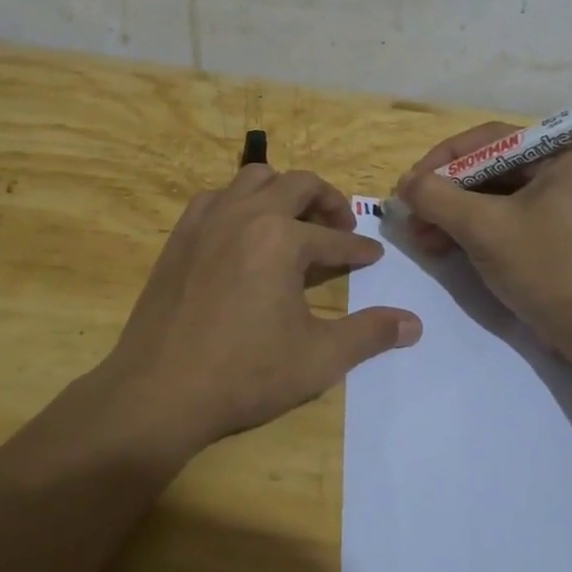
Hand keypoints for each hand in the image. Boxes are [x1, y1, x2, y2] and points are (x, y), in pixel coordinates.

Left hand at [97, 166, 420, 455]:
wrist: (158, 392)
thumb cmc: (244, 374)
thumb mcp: (318, 358)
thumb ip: (369, 335)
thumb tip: (413, 325)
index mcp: (281, 238)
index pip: (333, 237)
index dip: (359, 248)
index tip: (373, 256)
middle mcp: (245, 214)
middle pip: (298, 185)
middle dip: (327, 202)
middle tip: (341, 227)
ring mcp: (207, 220)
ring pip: (254, 178)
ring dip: (283, 191)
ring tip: (295, 221)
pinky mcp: (180, 234)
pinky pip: (218, 197)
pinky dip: (241, 202)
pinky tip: (245, 233)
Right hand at [396, 126, 571, 351]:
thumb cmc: (545, 267)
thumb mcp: (484, 227)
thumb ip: (437, 197)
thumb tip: (404, 183)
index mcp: (561, 156)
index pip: (491, 141)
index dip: (445, 158)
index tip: (411, 182)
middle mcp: (561, 173)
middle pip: (488, 169)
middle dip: (445, 192)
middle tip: (410, 212)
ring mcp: (555, 206)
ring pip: (489, 197)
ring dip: (450, 214)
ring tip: (417, 236)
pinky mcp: (546, 235)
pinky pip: (499, 220)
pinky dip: (468, 230)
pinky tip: (437, 247)